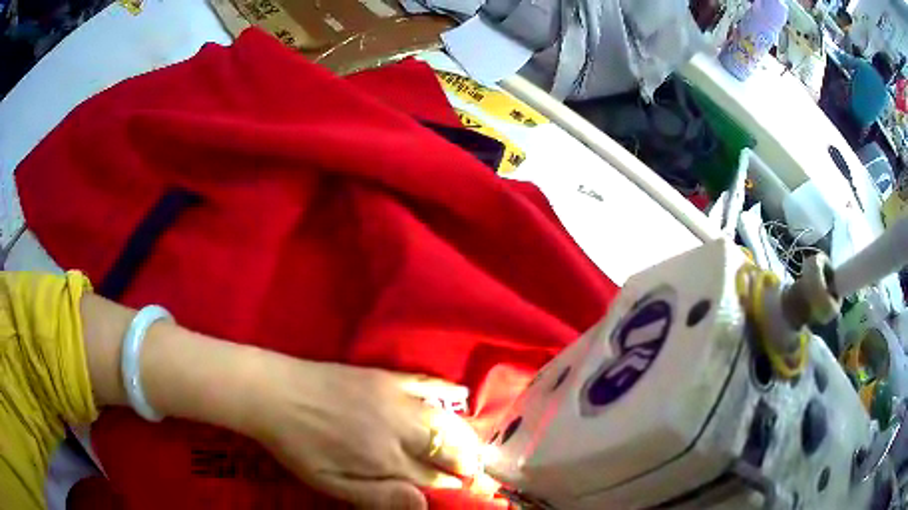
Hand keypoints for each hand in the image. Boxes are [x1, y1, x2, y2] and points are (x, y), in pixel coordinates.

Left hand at [243, 352, 482, 508]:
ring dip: (464, 434)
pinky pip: (427, 383)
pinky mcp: (385, 376)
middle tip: (470, 469)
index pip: (433, 476)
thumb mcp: (330, 483)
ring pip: (445, 419)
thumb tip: (424, 504)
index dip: (449, 484)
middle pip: (448, 446)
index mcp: (385, 459)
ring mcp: (394, 398)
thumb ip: (379, 496)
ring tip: (471, 445)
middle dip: (464, 460)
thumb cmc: (299, 445)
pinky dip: (449, 392)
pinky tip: (462, 397)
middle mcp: (399, 428)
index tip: (463, 488)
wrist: (273, 393)